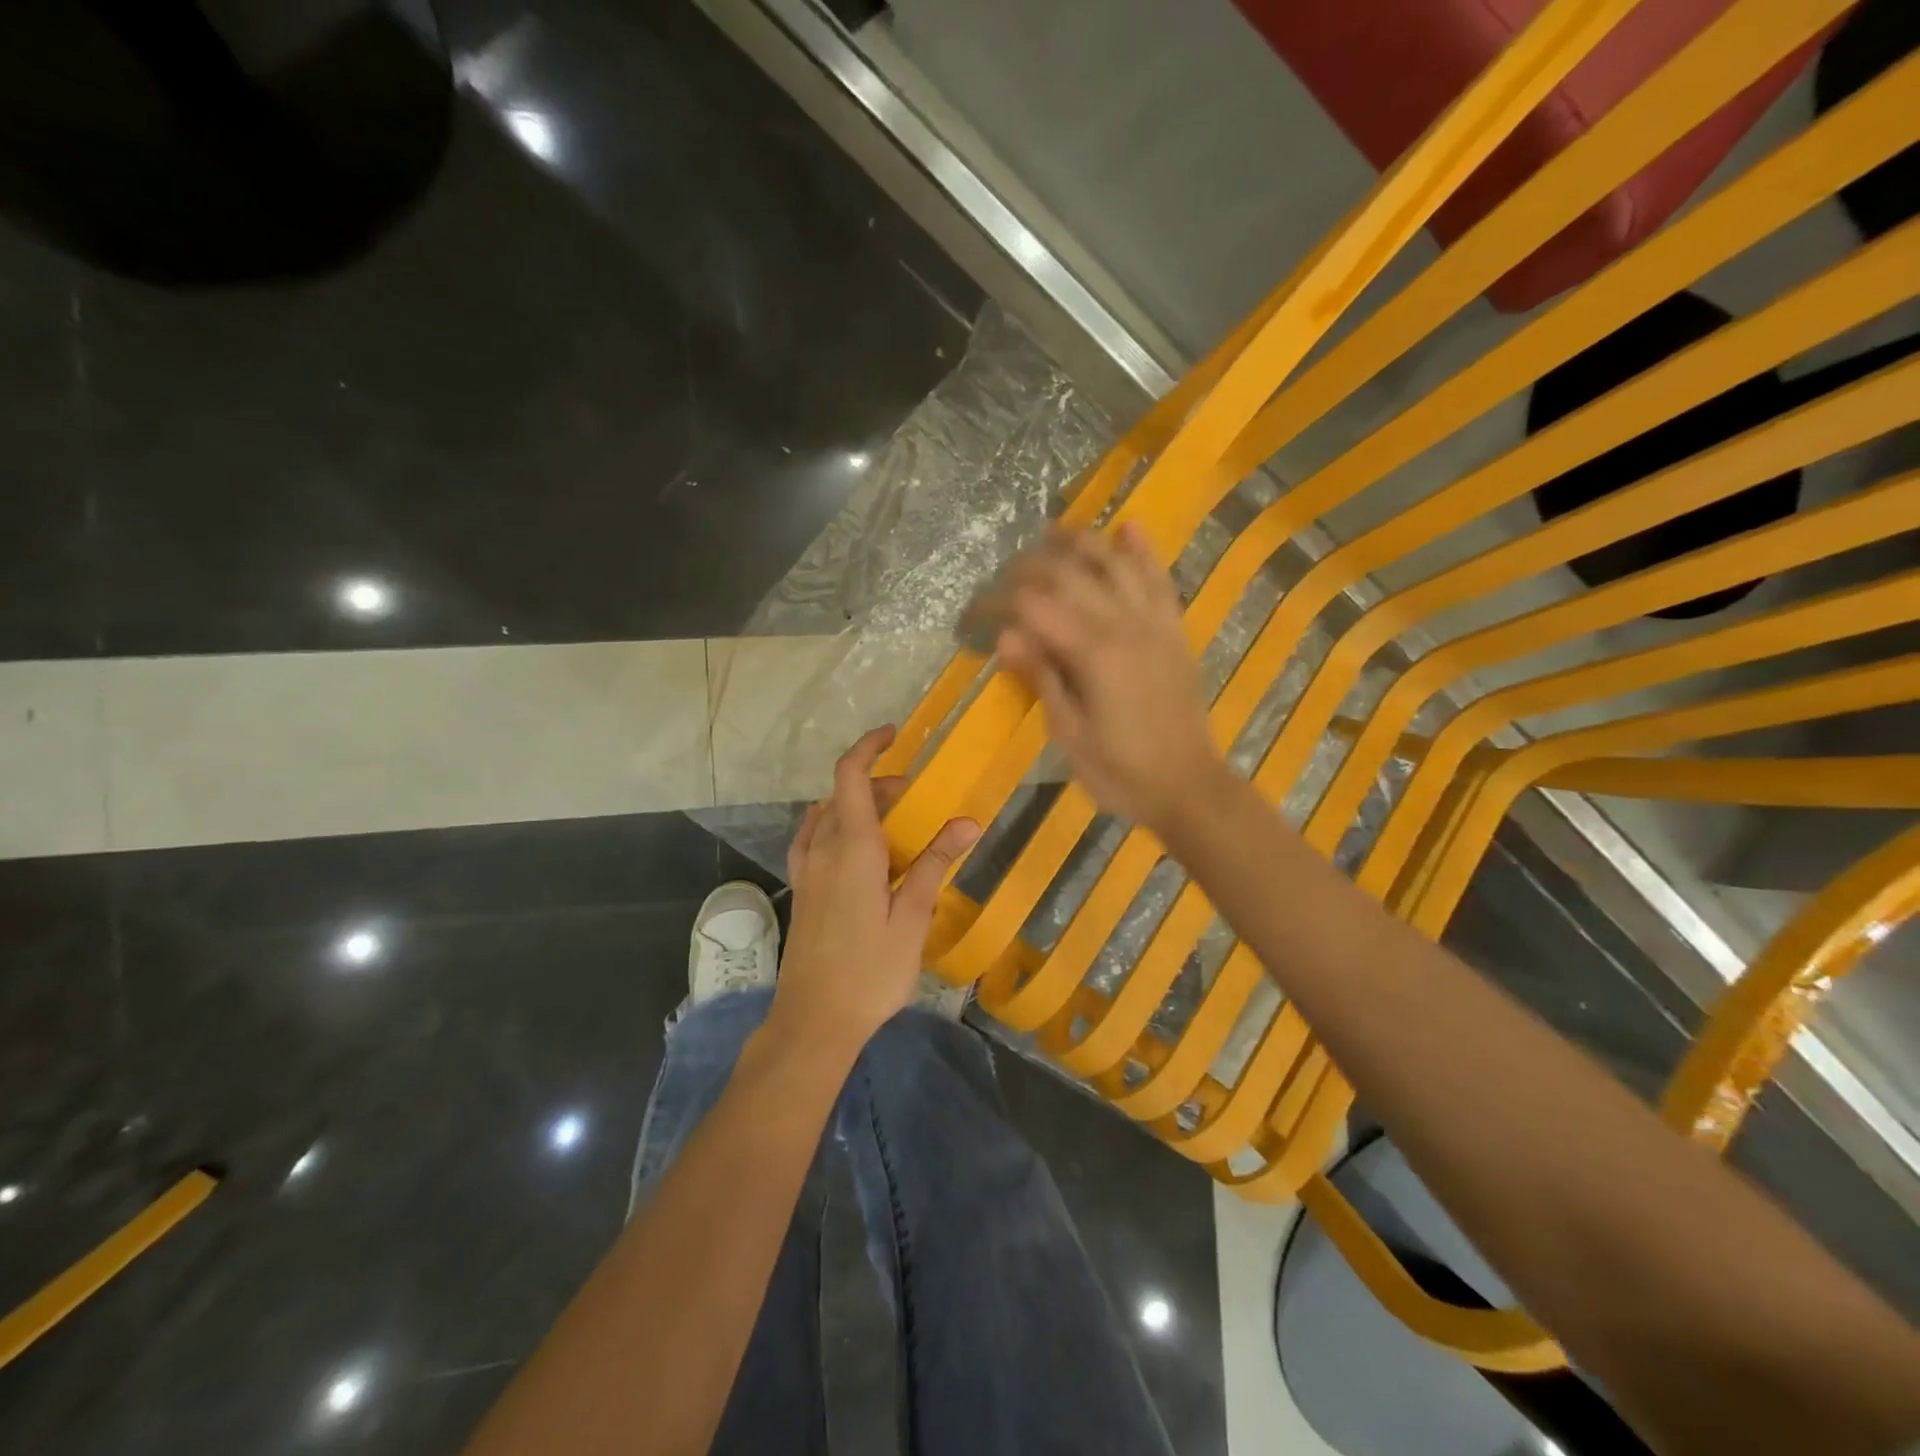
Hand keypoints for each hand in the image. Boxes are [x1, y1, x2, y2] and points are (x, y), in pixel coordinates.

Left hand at [774, 726, 979, 1049]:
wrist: (814, 1021)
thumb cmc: (870, 971)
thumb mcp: (912, 918)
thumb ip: (934, 864)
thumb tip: (966, 821)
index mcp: (851, 849)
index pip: (850, 777)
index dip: (869, 747)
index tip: (894, 735)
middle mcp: (822, 849)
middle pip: (844, 794)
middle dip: (880, 784)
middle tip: (918, 800)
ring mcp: (807, 870)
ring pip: (829, 815)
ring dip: (860, 806)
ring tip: (895, 825)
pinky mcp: (802, 889)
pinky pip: (815, 838)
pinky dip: (838, 825)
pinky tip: (859, 850)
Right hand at [995, 523, 1224, 832]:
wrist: (1189, 788)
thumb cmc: (1121, 772)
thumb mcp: (1069, 734)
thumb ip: (1042, 677)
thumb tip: (1005, 636)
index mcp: (1093, 654)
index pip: (1034, 607)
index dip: (998, 602)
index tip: (973, 610)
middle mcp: (1125, 625)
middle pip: (1070, 574)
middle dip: (1030, 566)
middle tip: (1003, 576)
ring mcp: (1155, 623)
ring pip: (1115, 564)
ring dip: (1081, 543)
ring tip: (1051, 533)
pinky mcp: (1175, 631)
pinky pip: (1159, 580)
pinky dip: (1143, 552)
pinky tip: (1128, 528)